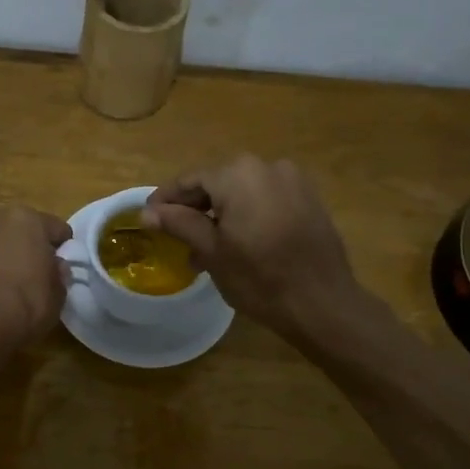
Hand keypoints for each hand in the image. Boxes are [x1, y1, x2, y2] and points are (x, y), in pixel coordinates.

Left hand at [0, 207, 72, 356]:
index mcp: (27, 219)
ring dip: (5, 258)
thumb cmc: (27, 301)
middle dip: (30, 248)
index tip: (64, 267)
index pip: (56, 229)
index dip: (63, 248)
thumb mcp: (58, 294)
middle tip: (38, 273)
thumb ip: (58, 275)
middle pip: (22, 231)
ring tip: (14, 286)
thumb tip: (56, 268)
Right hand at [142, 156, 363, 338]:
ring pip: (243, 192)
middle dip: (195, 208)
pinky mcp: (310, 199)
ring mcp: (293, 181)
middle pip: (218, 183)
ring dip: (222, 213)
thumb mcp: (211, 251)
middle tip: (176, 235)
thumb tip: (148, 212)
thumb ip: (179, 224)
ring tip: (207, 246)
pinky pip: (267, 200)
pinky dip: (249, 214)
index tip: (148, 217)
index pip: (190, 181)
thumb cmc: (259, 278)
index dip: (166, 200)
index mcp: (237, 174)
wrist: (322, 302)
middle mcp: (266, 166)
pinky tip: (240, 242)